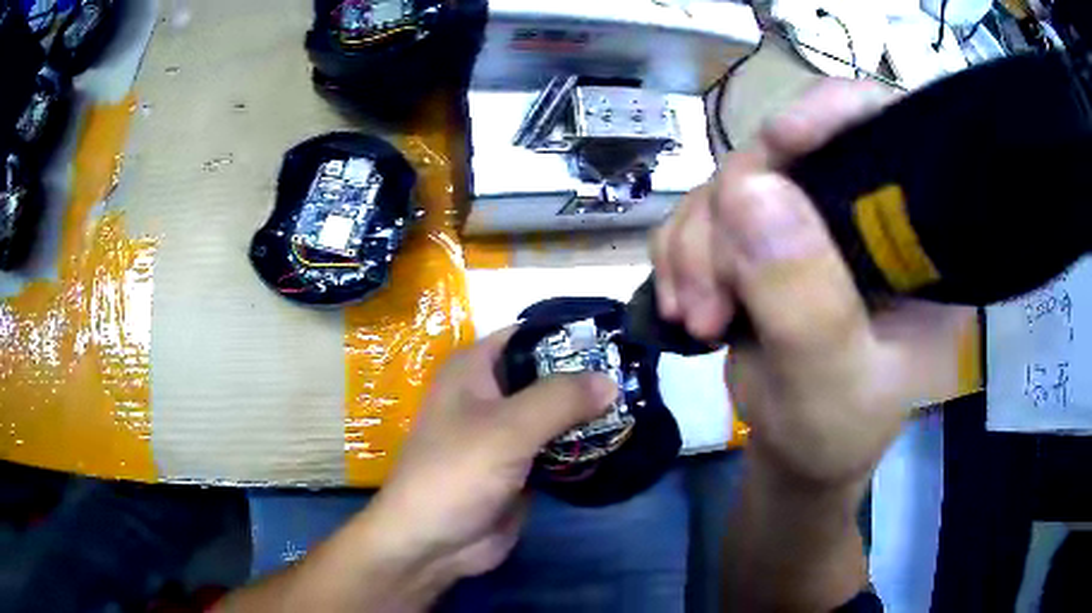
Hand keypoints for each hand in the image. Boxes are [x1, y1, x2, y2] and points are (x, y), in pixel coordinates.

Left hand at [216, 330, 615, 612]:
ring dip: (590, 413)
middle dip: (589, 376)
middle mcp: (491, 394)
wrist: (434, 543)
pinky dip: (584, 444)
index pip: (530, 334)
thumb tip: (611, 379)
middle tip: (639, 375)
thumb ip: (560, 399)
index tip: (618, 338)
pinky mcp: (522, 466)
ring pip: (556, 412)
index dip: (571, 333)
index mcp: (475, 369)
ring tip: (640, 404)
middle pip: (548, 374)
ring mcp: (507, 433)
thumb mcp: (507, 429)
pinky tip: (620, 440)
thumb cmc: (457, 473)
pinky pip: (559, 446)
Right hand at [652, 80, 973, 488]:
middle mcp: (866, 213)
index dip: (833, 113)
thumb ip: (807, 304)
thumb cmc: (836, 435)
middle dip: (732, 215)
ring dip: (697, 245)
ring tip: (698, 318)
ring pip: (735, 181)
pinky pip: (705, 210)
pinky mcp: (766, 237)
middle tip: (710, 301)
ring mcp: (812, 221)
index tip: (778, 142)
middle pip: (789, 151)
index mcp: (915, 240)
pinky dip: (682, 252)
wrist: (797, 454)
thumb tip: (749, 188)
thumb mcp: (833, 387)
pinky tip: (684, 304)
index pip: (888, 133)